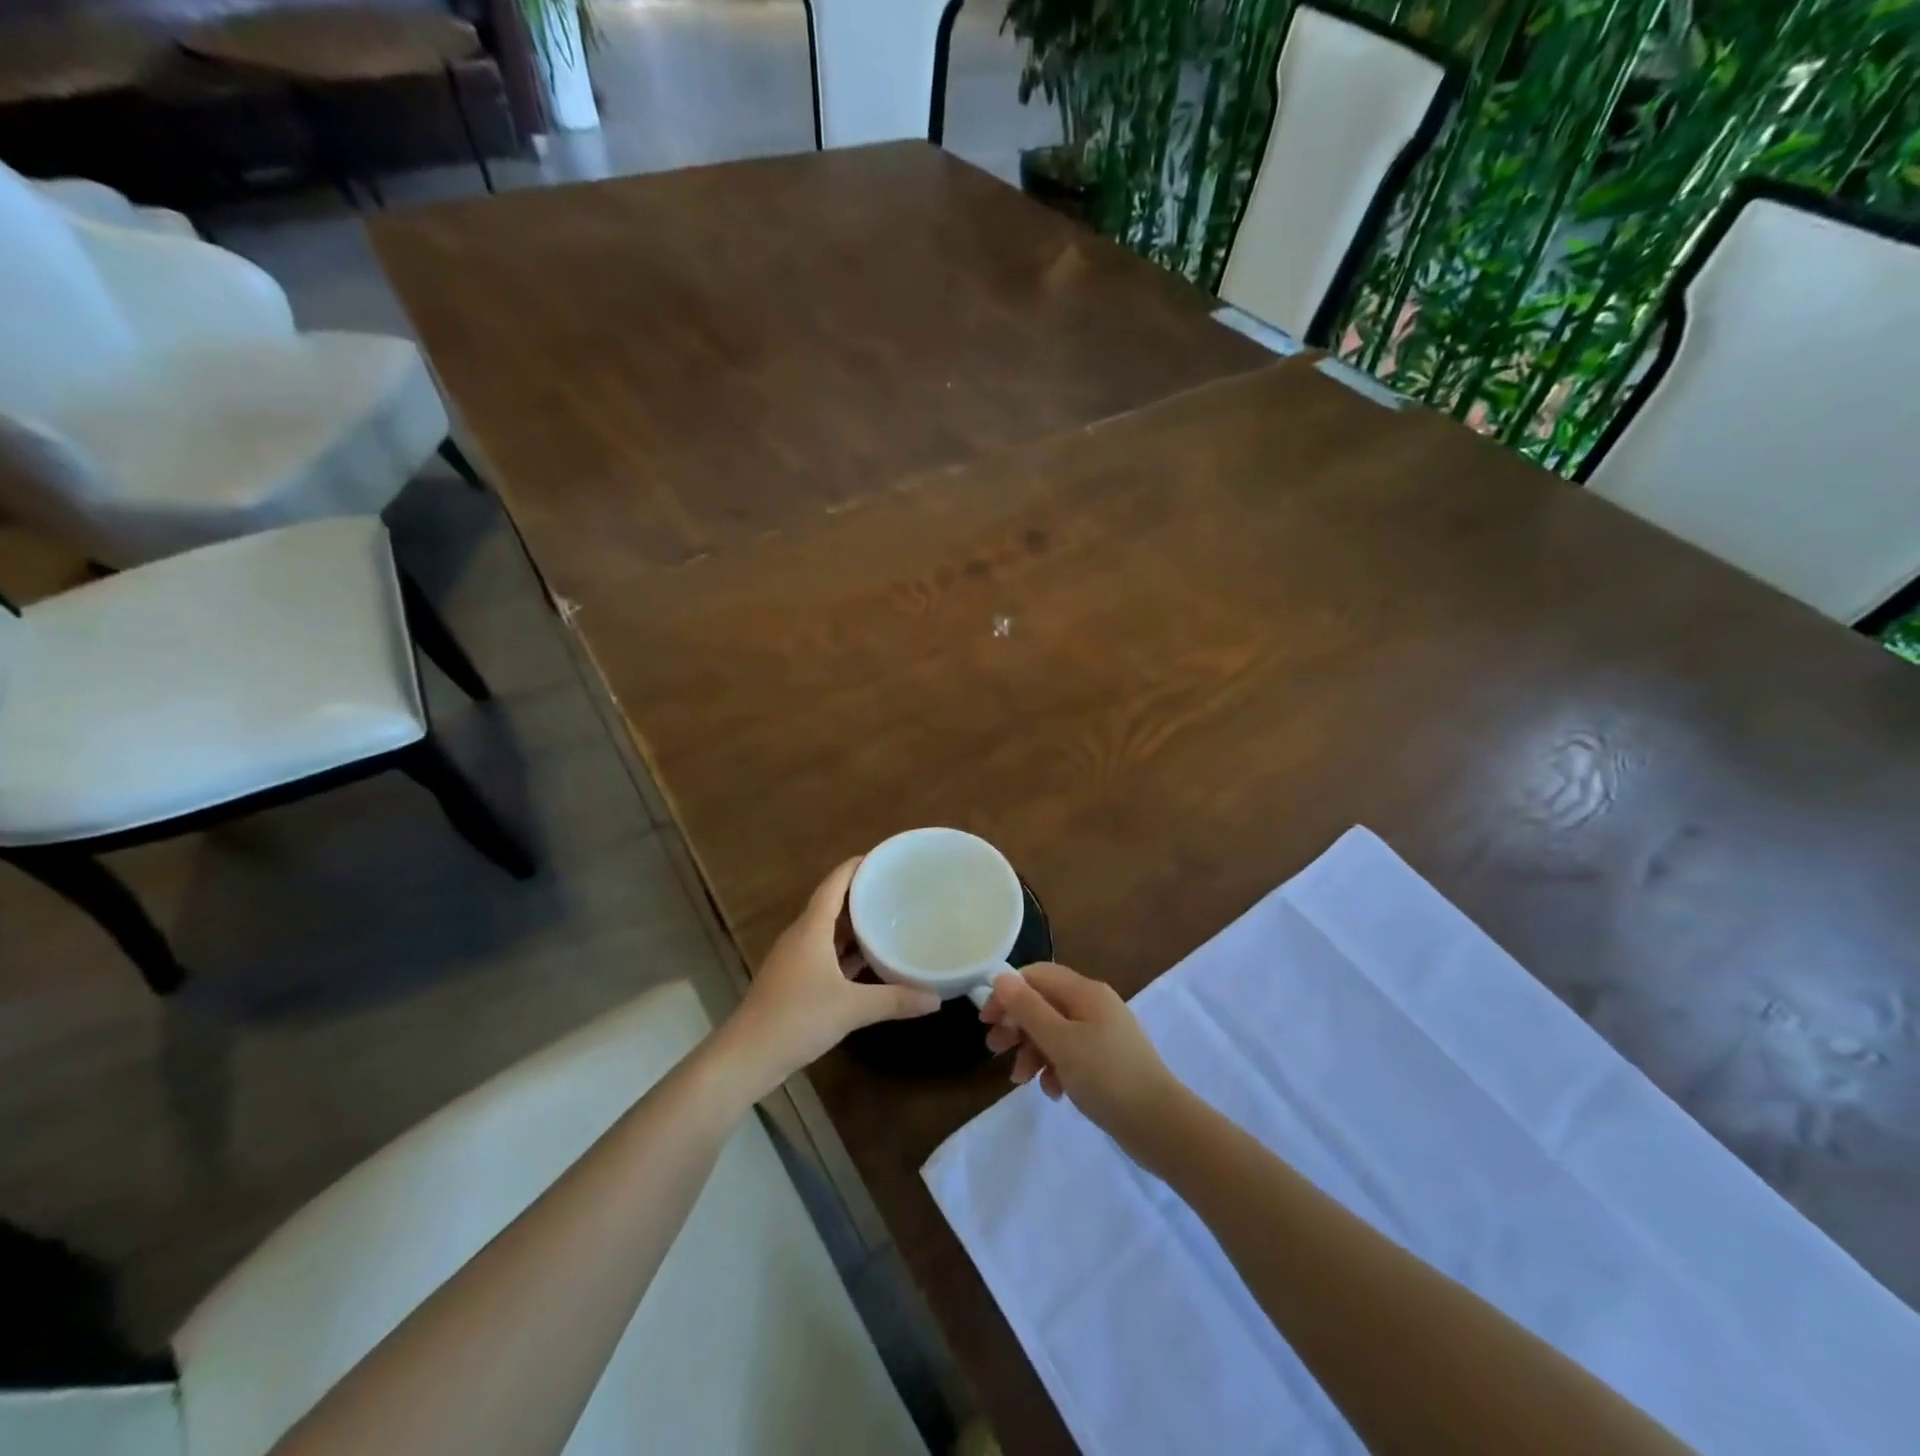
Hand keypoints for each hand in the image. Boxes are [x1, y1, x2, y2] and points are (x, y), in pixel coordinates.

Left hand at [724, 858, 940, 1092]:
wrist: (747, 1057)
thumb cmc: (797, 1018)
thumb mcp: (852, 1008)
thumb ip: (894, 1000)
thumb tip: (936, 998)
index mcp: (811, 929)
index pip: (833, 884)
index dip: (855, 867)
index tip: (882, 858)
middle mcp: (801, 937)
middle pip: (831, 904)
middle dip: (860, 895)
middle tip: (895, 889)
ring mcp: (794, 960)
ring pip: (827, 931)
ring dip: (853, 925)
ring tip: (887, 919)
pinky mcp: (793, 981)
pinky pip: (824, 954)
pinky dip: (845, 952)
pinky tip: (868, 961)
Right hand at [979, 963, 1186, 1151]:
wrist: (1160, 1125)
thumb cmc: (1106, 1076)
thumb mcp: (1060, 1041)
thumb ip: (1028, 1008)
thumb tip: (1001, 977)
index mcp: (1085, 992)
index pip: (1037, 975)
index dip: (1008, 992)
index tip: (986, 1020)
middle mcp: (1095, 1005)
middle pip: (1044, 1003)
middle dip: (1017, 1025)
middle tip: (995, 1050)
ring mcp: (1103, 1034)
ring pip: (1055, 1032)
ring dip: (1032, 1051)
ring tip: (1020, 1080)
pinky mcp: (1107, 1061)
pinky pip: (1071, 1055)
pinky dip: (1055, 1069)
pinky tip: (1053, 1092)